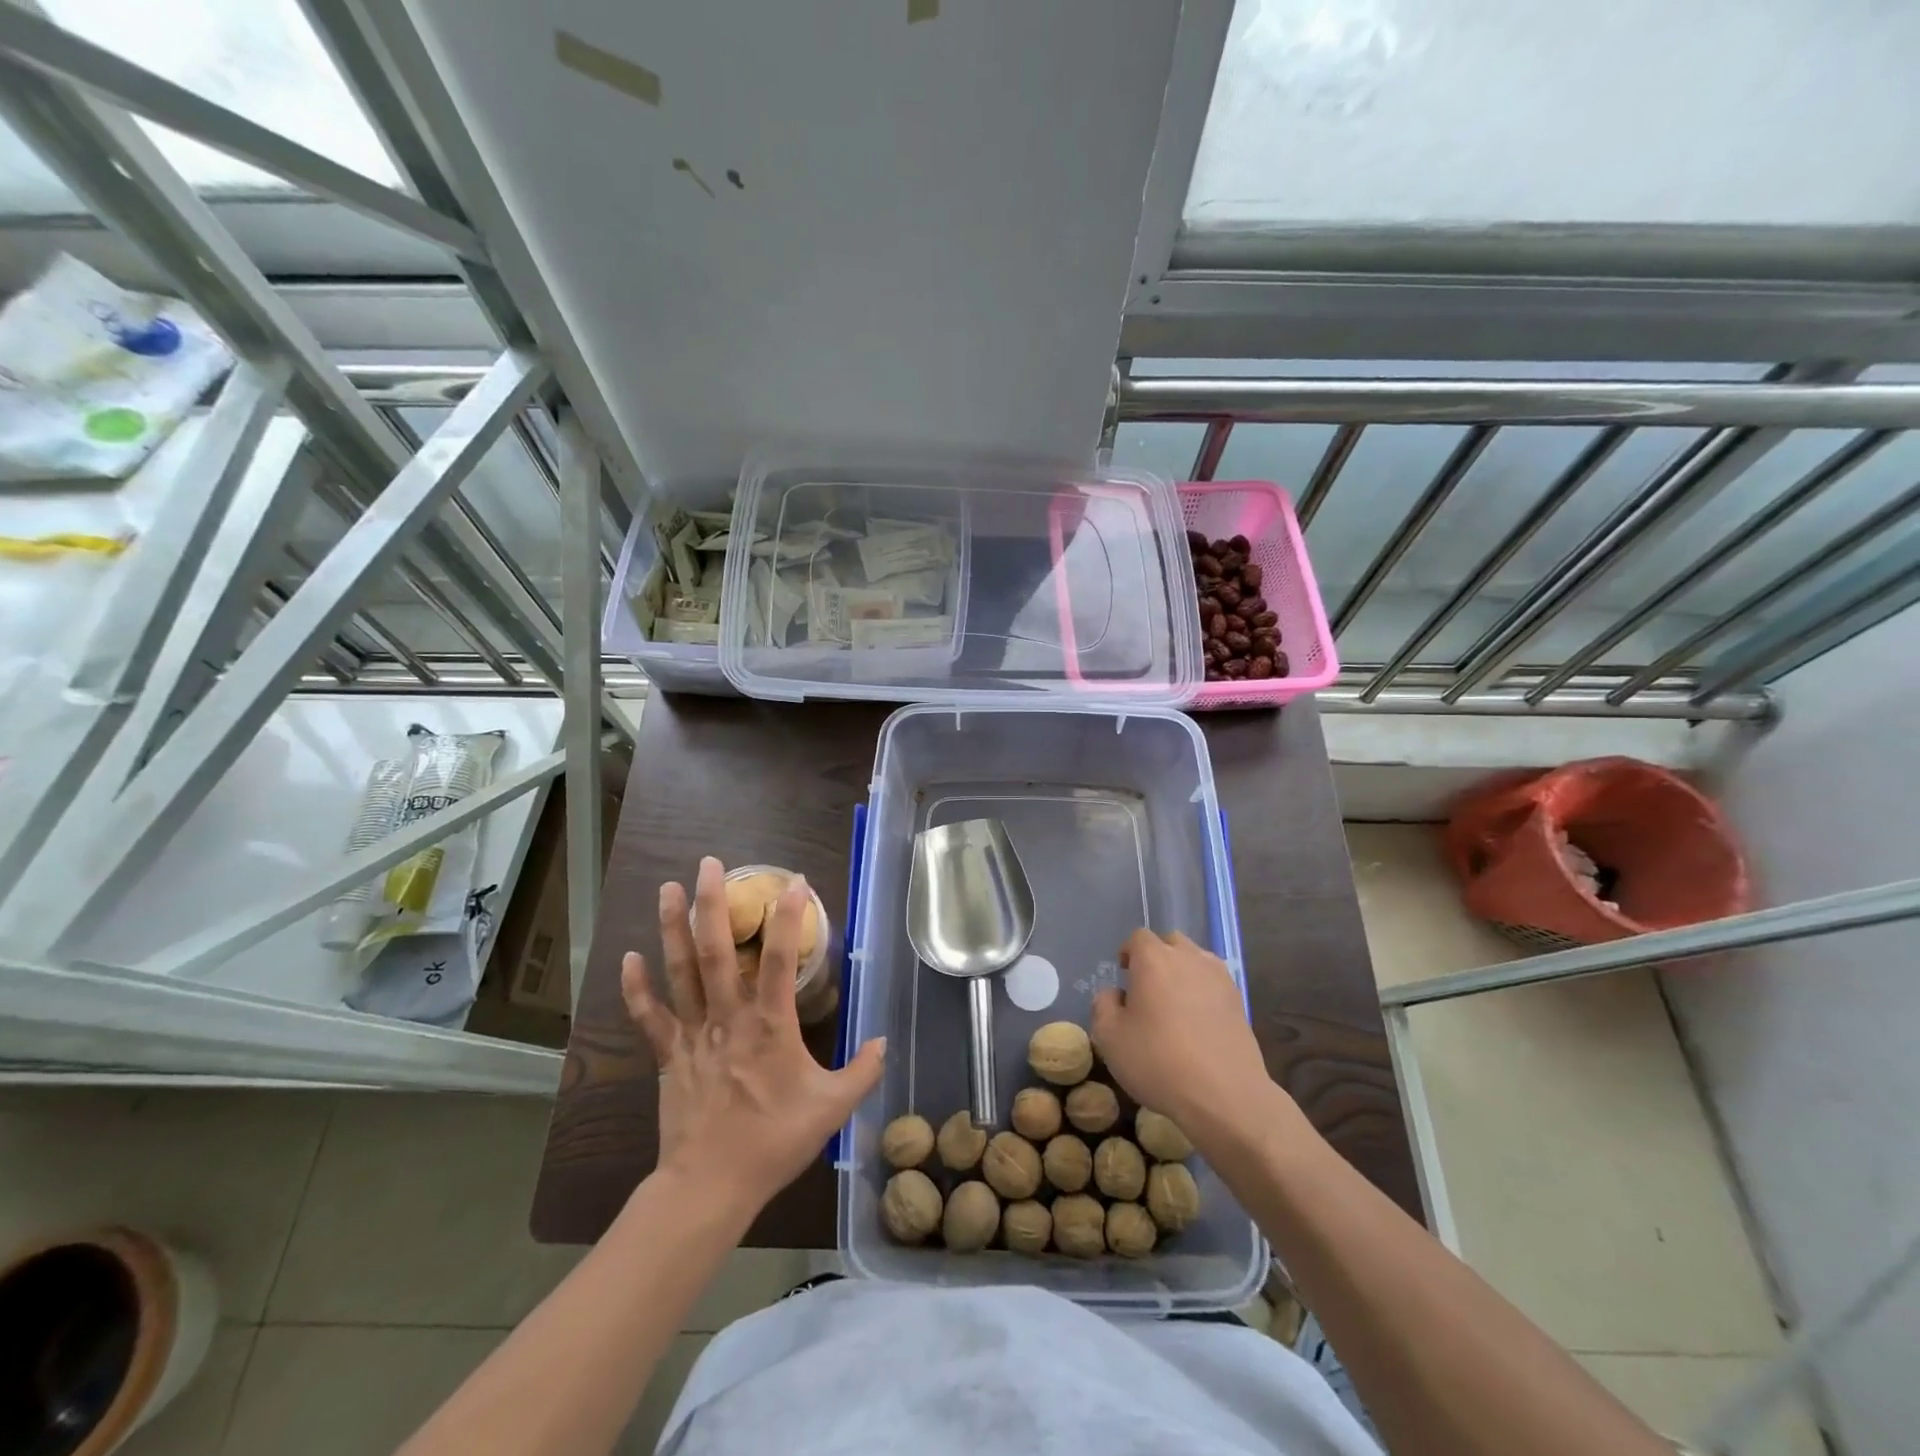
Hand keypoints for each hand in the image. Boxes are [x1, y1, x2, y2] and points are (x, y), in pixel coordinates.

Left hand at [621, 856, 885, 1215]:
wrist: (711, 1186)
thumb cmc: (773, 1143)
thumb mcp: (832, 1108)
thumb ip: (862, 1072)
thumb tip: (884, 1042)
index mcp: (770, 1026)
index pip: (779, 959)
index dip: (787, 917)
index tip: (793, 882)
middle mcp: (728, 1018)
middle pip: (717, 951)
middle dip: (712, 904)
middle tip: (709, 864)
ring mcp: (693, 1035)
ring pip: (680, 973)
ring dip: (672, 929)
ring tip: (666, 888)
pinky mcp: (667, 1056)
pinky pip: (649, 1016)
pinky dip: (636, 988)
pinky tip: (628, 957)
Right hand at [1091, 929, 1297, 1151]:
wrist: (1225, 1095)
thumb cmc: (1159, 1061)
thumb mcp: (1110, 1038)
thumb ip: (1104, 1005)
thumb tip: (1115, 994)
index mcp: (1154, 959)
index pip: (1137, 938)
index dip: (1128, 953)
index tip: (1123, 976)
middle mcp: (1188, 958)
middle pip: (1170, 943)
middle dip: (1157, 958)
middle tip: (1147, 989)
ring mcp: (1218, 977)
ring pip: (1195, 960)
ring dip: (1182, 972)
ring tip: (1175, 1005)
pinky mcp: (1239, 1001)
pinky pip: (1214, 982)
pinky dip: (1203, 991)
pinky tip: (1198, 1021)